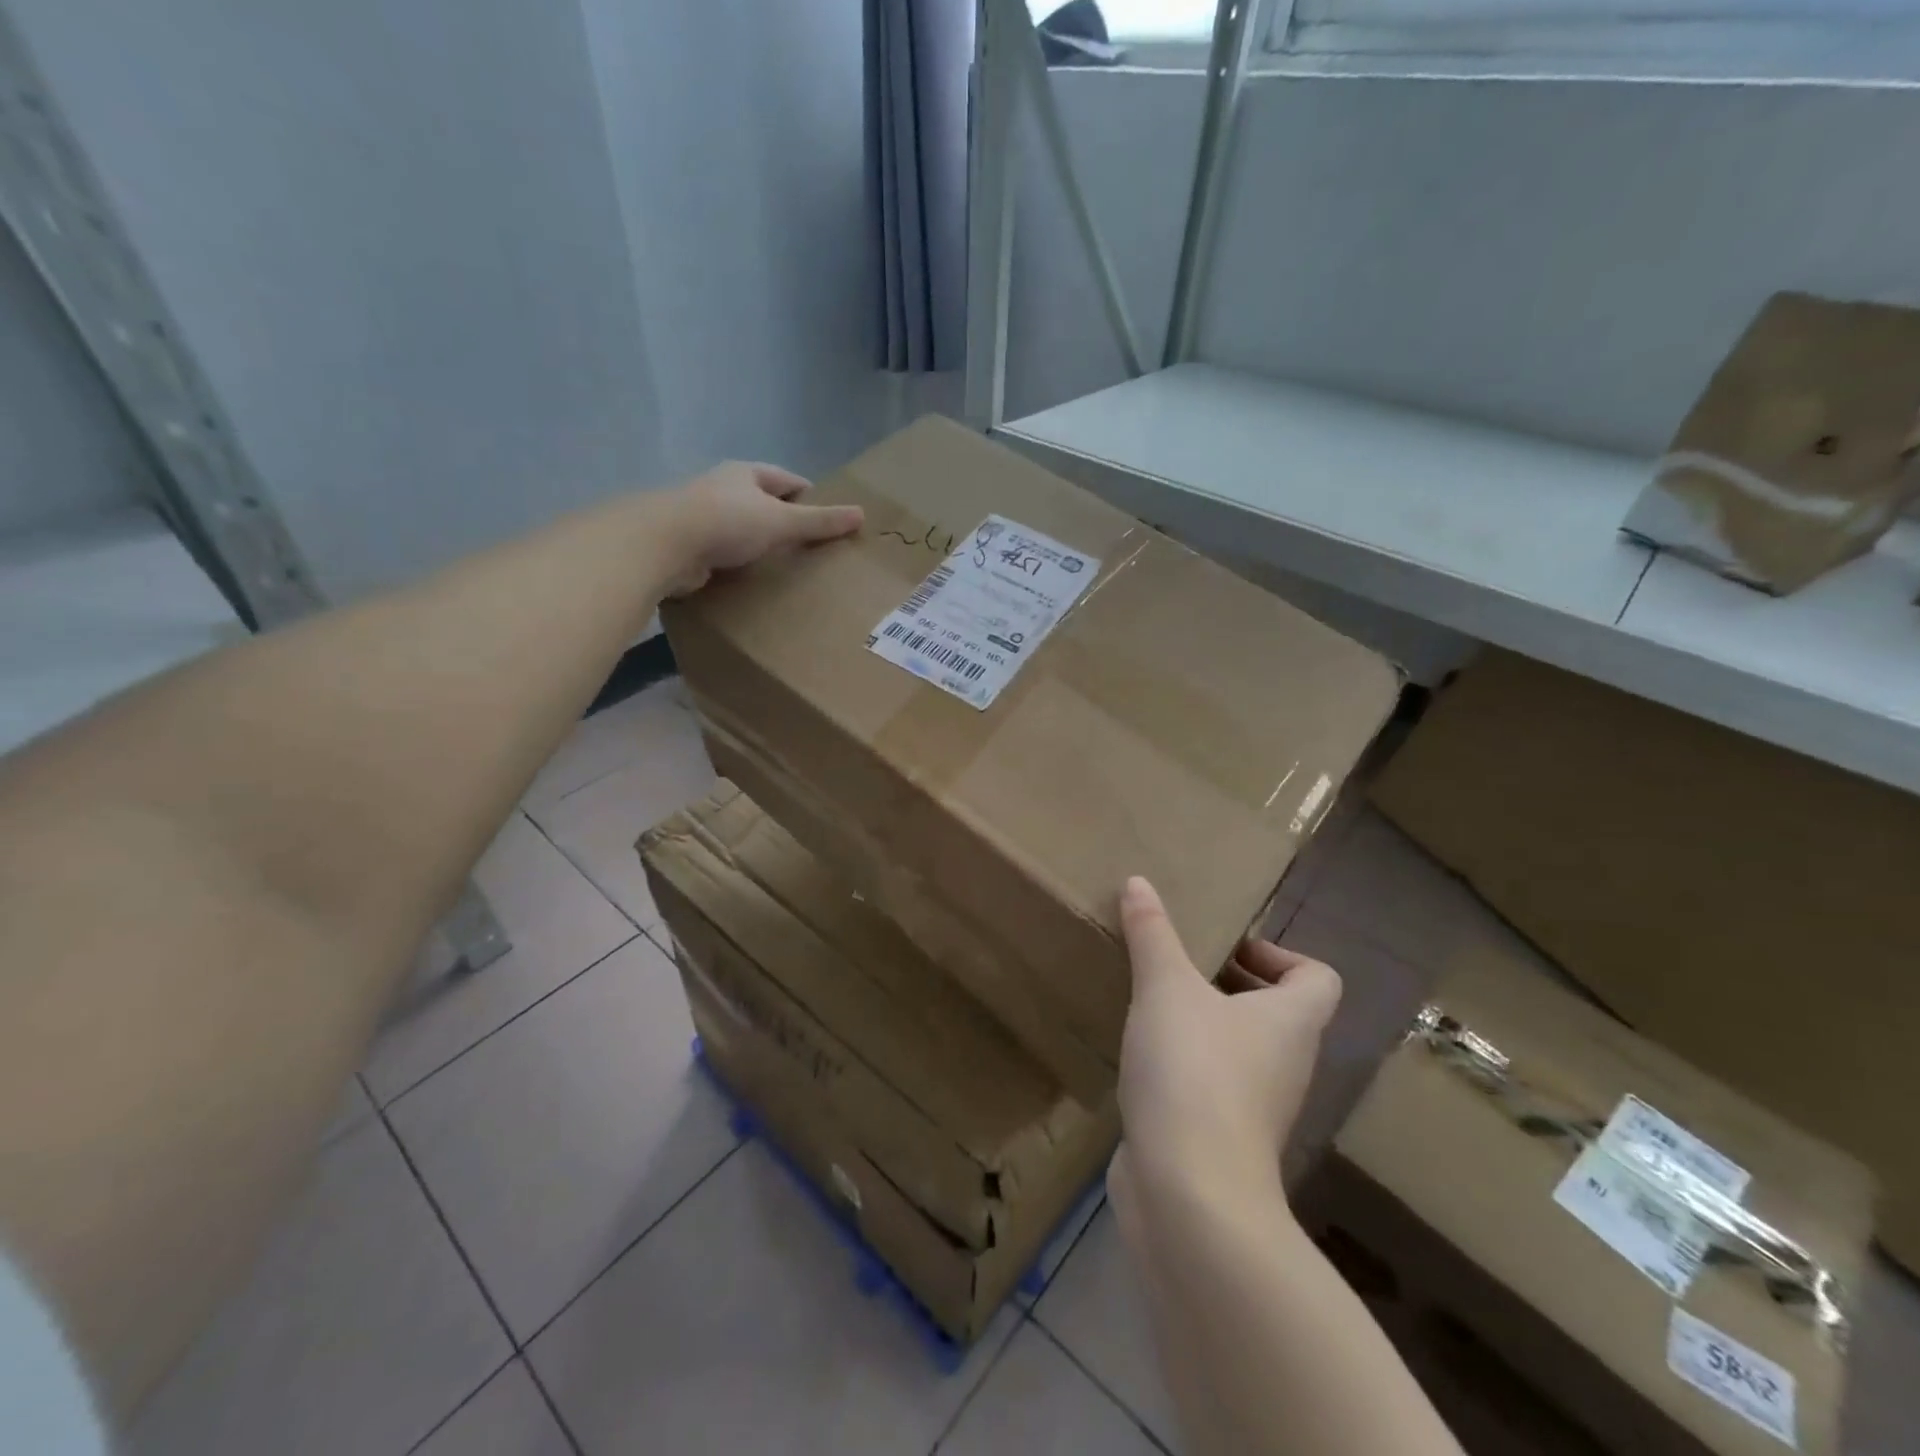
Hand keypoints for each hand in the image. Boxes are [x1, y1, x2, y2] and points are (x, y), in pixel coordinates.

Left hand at [664, 461, 863, 594]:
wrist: (665, 545)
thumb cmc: (728, 522)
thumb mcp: (782, 521)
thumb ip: (820, 521)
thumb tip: (861, 514)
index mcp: (746, 474)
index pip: (787, 480)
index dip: (809, 496)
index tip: (828, 517)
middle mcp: (723, 488)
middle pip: (763, 502)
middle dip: (785, 520)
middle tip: (812, 546)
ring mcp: (703, 516)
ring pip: (742, 527)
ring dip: (760, 543)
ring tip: (786, 566)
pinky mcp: (690, 544)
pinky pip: (724, 551)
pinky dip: (740, 562)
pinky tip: (753, 578)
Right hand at [1112, 876, 1340, 1203]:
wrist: (1190, 1193)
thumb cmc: (1194, 1071)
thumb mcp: (1166, 988)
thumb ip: (1153, 934)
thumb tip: (1139, 882)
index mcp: (1292, 1021)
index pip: (1318, 977)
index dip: (1281, 955)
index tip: (1224, 948)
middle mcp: (1286, 1062)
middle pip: (1276, 1010)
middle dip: (1228, 982)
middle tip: (1176, 963)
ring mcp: (1257, 1106)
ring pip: (1240, 1048)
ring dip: (1203, 1022)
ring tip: (1151, 999)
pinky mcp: (1221, 1136)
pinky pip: (1211, 1083)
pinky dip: (1184, 1063)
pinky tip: (1141, 1054)